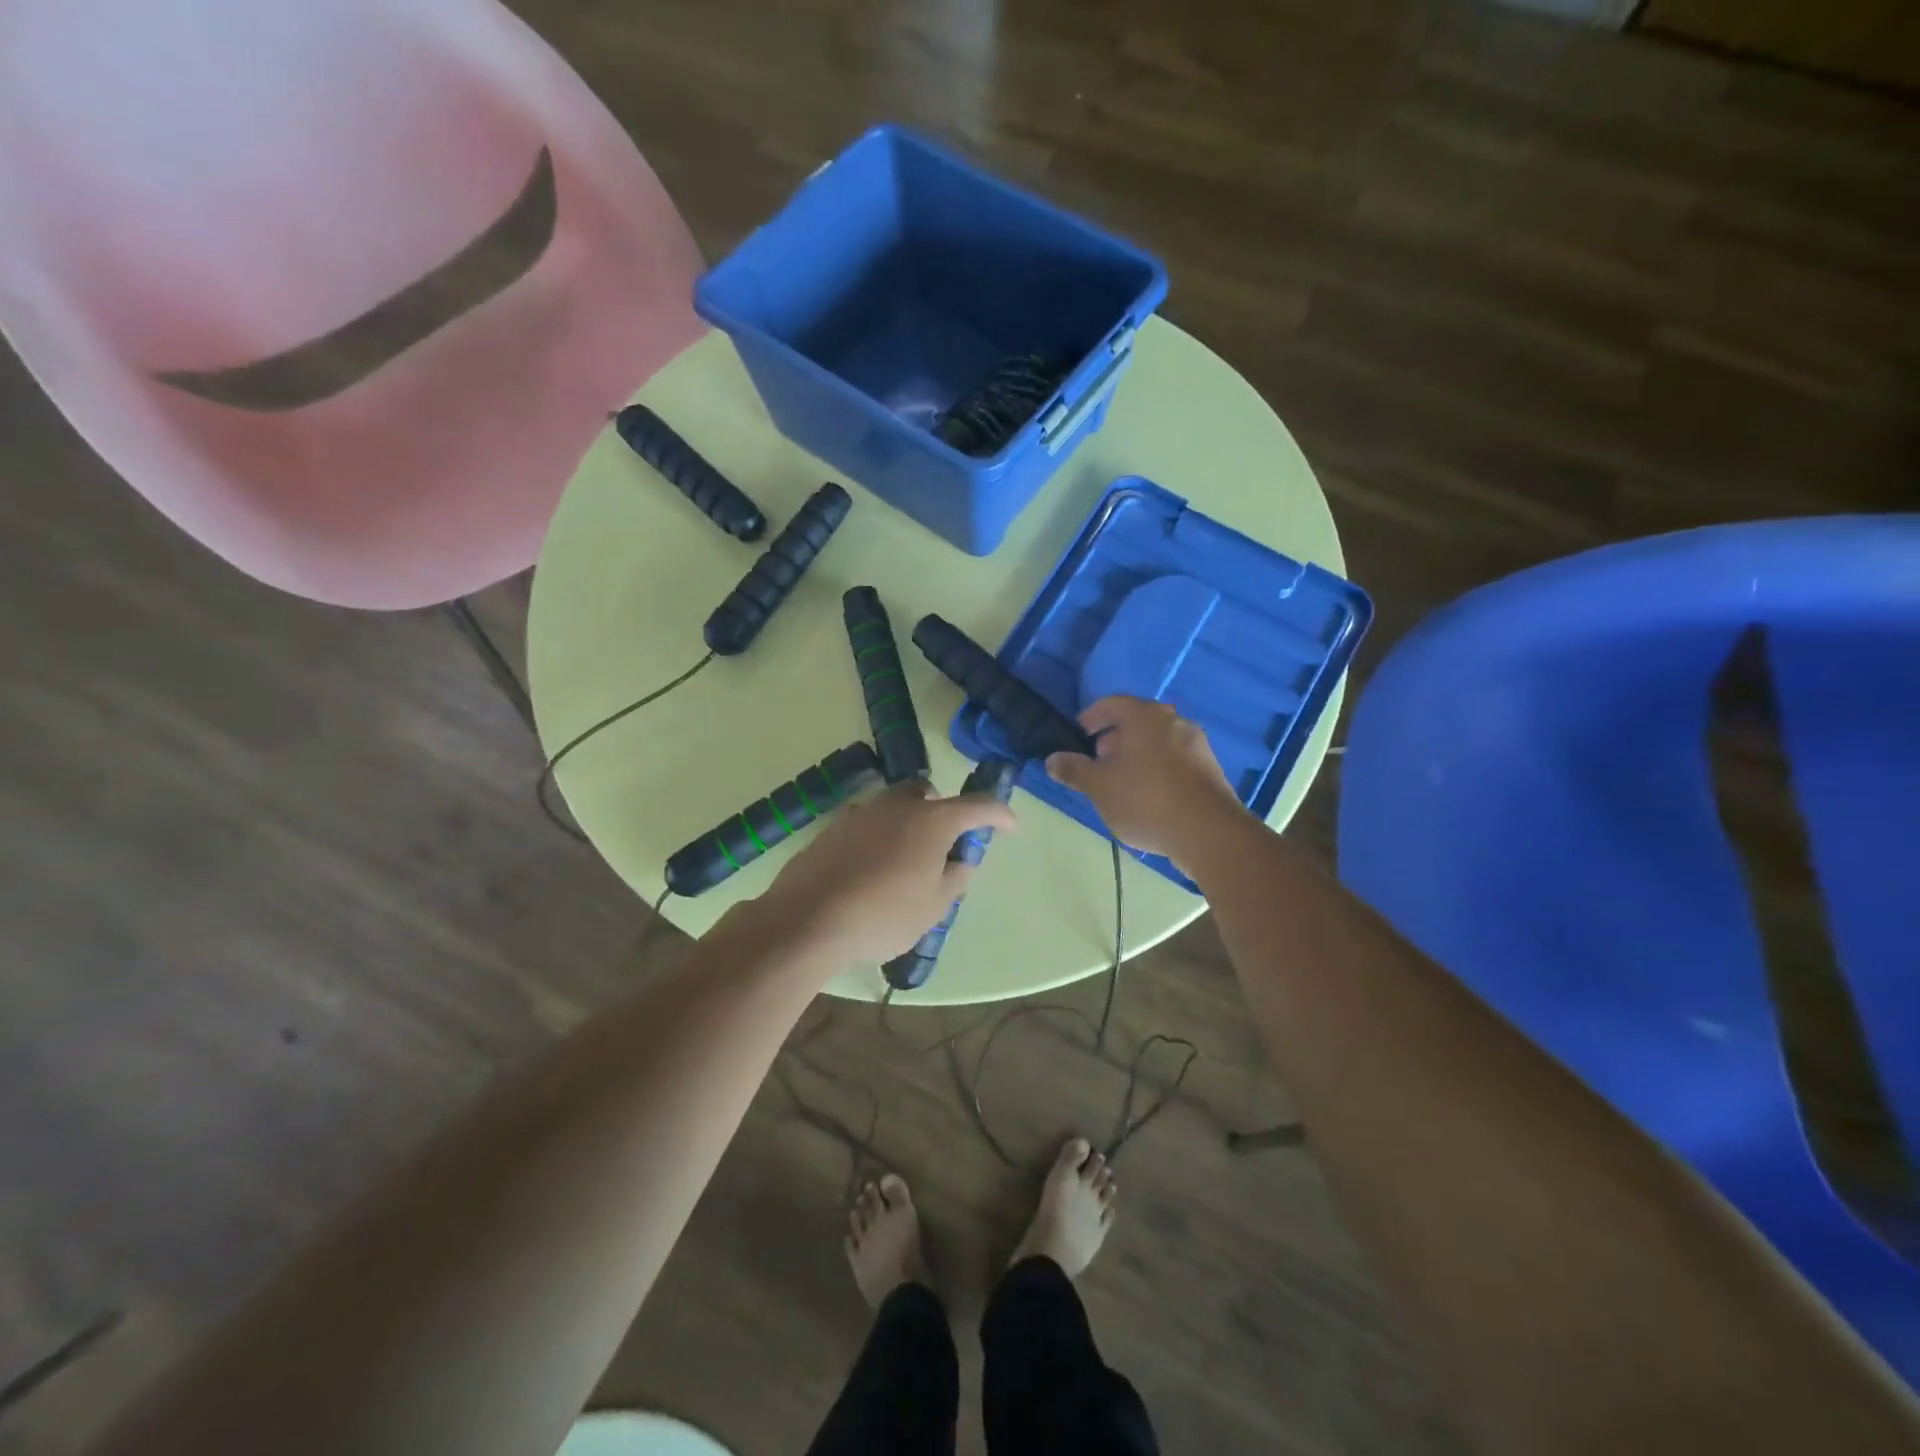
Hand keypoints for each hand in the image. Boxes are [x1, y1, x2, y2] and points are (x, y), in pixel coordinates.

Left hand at [752, 778, 1017, 963]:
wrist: (809, 918)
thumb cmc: (884, 913)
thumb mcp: (934, 906)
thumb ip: (954, 879)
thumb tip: (961, 862)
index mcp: (932, 820)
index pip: (978, 807)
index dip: (999, 814)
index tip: (1009, 825)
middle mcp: (898, 805)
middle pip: (928, 794)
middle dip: (942, 810)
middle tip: (945, 842)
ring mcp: (861, 812)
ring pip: (893, 806)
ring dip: (907, 822)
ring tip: (906, 859)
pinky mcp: (833, 828)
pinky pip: (867, 824)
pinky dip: (878, 837)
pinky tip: (871, 868)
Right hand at [1045, 696, 1245, 865]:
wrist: (1209, 833)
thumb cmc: (1145, 799)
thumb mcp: (1099, 786)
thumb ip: (1074, 770)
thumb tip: (1053, 759)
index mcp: (1145, 716)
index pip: (1112, 704)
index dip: (1091, 717)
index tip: (1079, 734)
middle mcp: (1174, 721)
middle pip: (1137, 721)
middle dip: (1115, 738)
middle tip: (1097, 760)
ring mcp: (1197, 744)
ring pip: (1158, 741)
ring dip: (1136, 754)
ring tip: (1121, 781)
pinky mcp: (1210, 769)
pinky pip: (1175, 760)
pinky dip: (1157, 768)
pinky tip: (1148, 795)